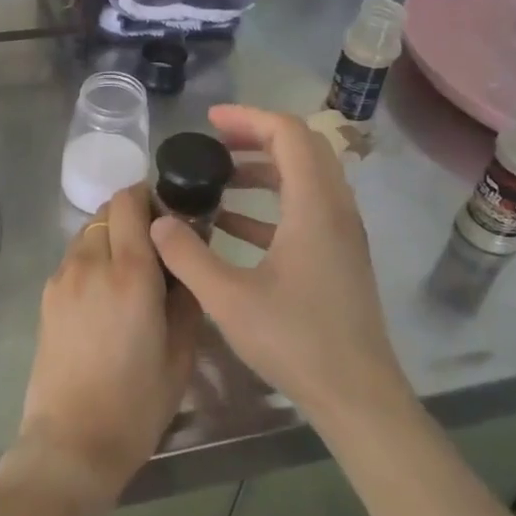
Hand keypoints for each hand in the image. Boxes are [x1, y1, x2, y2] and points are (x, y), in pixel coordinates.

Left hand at [15, 184, 200, 503]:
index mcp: (130, 272)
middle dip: (133, 216)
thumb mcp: (181, 351)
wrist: (72, 441)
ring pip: (88, 232)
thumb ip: (187, 294)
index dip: (150, 196)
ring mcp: (63, 276)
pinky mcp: (47, 294)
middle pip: (107, 210)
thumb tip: (185, 257)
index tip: (170, 216)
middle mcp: (91, 262)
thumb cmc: (137, 402)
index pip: (130, 201)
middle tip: (155, 247)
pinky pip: (74, 258)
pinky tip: (104, 296)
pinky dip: (92, 259)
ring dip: (110, 237)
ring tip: (129, 274)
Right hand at [150, 104, 415, 430]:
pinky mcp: (339, 256)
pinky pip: (306, 207)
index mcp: (315, 206)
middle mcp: (335, 209)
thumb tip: (158, 220)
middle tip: (213, 143)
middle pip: (301, 147)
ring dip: (263, 169)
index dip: (248, 118)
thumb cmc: (296, 341)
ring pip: (305, 177)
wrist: (358, 397)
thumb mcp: (228, 298)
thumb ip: (187, 255)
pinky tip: (231, 224)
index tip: (208, 122)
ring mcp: (342, 233)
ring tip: (217, 179)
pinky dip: (271, 202)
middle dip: (255, 136)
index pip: (288, 133)